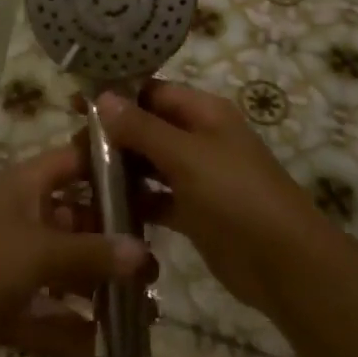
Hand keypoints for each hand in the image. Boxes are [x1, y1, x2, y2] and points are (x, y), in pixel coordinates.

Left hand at [0, 145, 153, 356]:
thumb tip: (143, 254)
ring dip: (97, 289)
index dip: (110, 166)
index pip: (75, 161)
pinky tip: (105, 350)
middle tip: (154, 264)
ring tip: (143, 310)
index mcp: (26, 186)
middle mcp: (21, 217)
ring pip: (63, 270)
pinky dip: (69, 329)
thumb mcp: (40, 251)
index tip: (152, 180)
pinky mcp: (1, 303)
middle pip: (75, 220)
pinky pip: (44, 313)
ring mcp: (10, 261)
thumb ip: (92, 253)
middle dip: (112, 241)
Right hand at [97, 80, 328, 323]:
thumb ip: (142, 128)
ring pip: (150, 164)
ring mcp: (198, 176)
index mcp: (205, 112)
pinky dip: (135, 201)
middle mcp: (200, 138)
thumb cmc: (236, 196)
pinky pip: (157, 198)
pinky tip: (103, 210)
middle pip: (148, 127)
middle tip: (72, 149)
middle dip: (113, 135)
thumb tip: (103, 97)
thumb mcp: (186, 156)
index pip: (153, 92)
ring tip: (79, 178)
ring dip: (120, 169)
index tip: (76, 104)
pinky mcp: (194, 212)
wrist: (285, 264)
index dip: (116, 95)